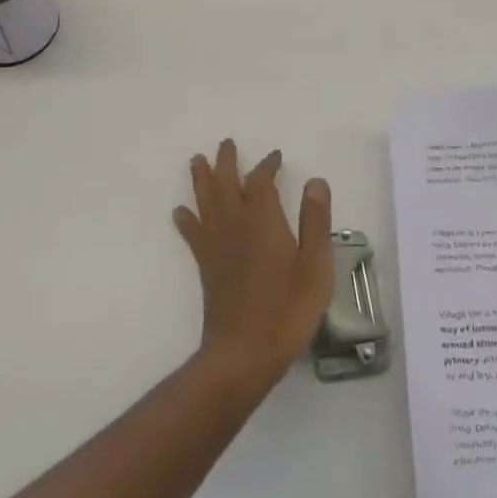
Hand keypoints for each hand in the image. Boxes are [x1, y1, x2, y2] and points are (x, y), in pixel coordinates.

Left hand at [174, 140, 332, 388]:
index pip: (261, 181)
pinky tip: (180, 212)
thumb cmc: (287, 310)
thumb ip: (316, 221)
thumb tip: (315, 181)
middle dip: (226, 161)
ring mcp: (216, 245)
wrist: (243, 353)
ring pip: (204, 201)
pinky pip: (192, 234)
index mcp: (263, 220)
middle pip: (225, 183)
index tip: (276, 156)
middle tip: (227, 144)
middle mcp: (235, 225)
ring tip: (197, 160)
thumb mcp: (315, 266)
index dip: (267, 165)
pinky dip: (186, 219)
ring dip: (201, 179)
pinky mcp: (206, 266)